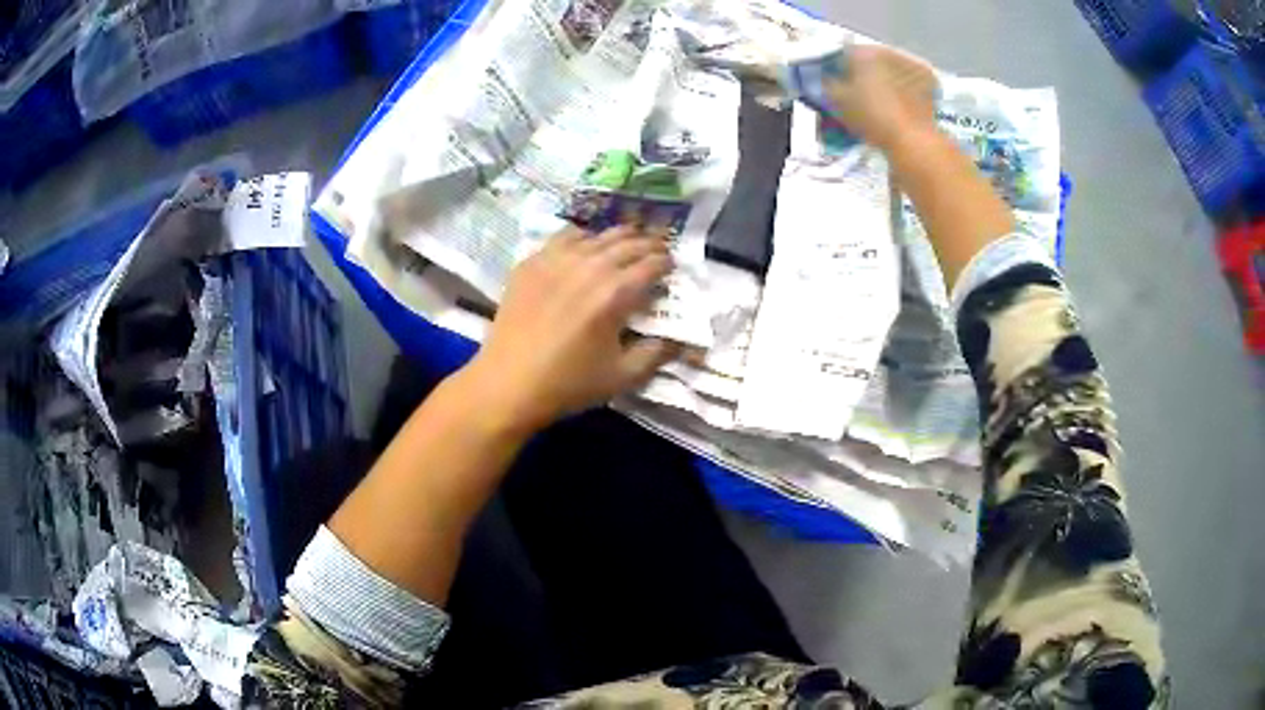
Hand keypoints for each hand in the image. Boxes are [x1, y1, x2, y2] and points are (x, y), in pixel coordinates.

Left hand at [460, 225, 679, 432]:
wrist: (509, 383)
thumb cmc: (568, 384)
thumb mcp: (622, 377)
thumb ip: (656, 354)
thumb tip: (679, 340)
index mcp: (616, 293)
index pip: (652, 264)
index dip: (667, 262)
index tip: (672, 266)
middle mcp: (590, 266)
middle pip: (628, 243)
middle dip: (648, 244)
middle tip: (656, 249)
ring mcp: (557, 260)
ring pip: (597, 235)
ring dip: (618, 237)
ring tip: (627, 241)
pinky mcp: (532, 262)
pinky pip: (564, 236)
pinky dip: (582, 237)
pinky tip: (585, 246)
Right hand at [826, 45, 938, 151]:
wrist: (913, 139)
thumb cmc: (872, 117)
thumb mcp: (837, 102)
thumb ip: (827, 84)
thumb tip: (826, 78)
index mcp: (863, 52)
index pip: (842, 53)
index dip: (836, 68)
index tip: (836, 84)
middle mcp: (887, 51)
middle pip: (869, 58)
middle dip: (863, 72)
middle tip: (860, 92)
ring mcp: (910, 63)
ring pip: (890, 67)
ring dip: (885, 77)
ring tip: (882, 99)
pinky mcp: (928, 79)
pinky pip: (909, 77)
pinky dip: (904, 85)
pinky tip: (901, 100)